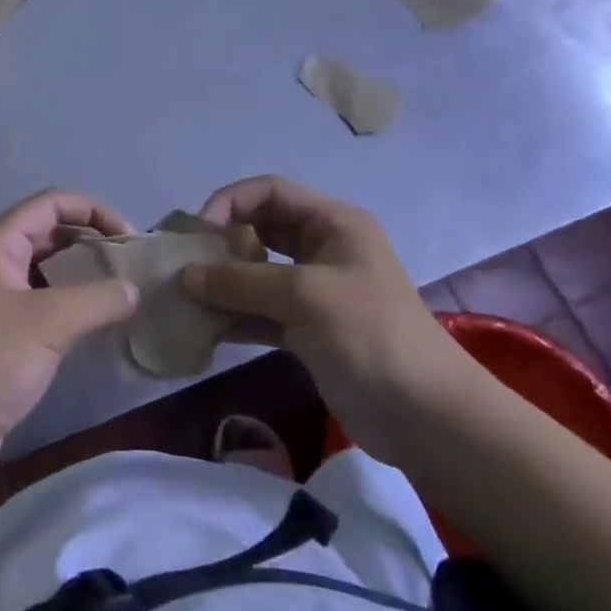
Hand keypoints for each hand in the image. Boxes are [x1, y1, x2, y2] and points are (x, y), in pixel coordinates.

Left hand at [0, 191, 139, 491]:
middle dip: (90, 242)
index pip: (50, 204)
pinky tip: (95, 324)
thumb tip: (134, 289)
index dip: (93, 210)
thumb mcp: (49, 323)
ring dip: (81, 275)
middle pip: (48, 233)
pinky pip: (40, 304)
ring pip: (45, 271)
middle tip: (129, 266)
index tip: (129, 237)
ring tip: (120, 292)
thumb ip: (98, 299)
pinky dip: (69, 305)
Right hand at [182, 176, 474, 464]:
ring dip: (224, 282)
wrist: (426, 418)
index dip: (230, 202)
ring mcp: (316, 290)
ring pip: (258, 272)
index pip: (270, 192)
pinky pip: (262, 310)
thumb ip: (241, 281)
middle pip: (261, 229)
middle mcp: (323, 248)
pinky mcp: (309, 329)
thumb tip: (185, 276)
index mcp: (333, 223)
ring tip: (186, 296)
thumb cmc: (369, 335)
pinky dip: (236, 315)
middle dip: (222, 242)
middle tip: (185, 263)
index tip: (199, 233)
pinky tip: (206, 328)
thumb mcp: (304, 296)